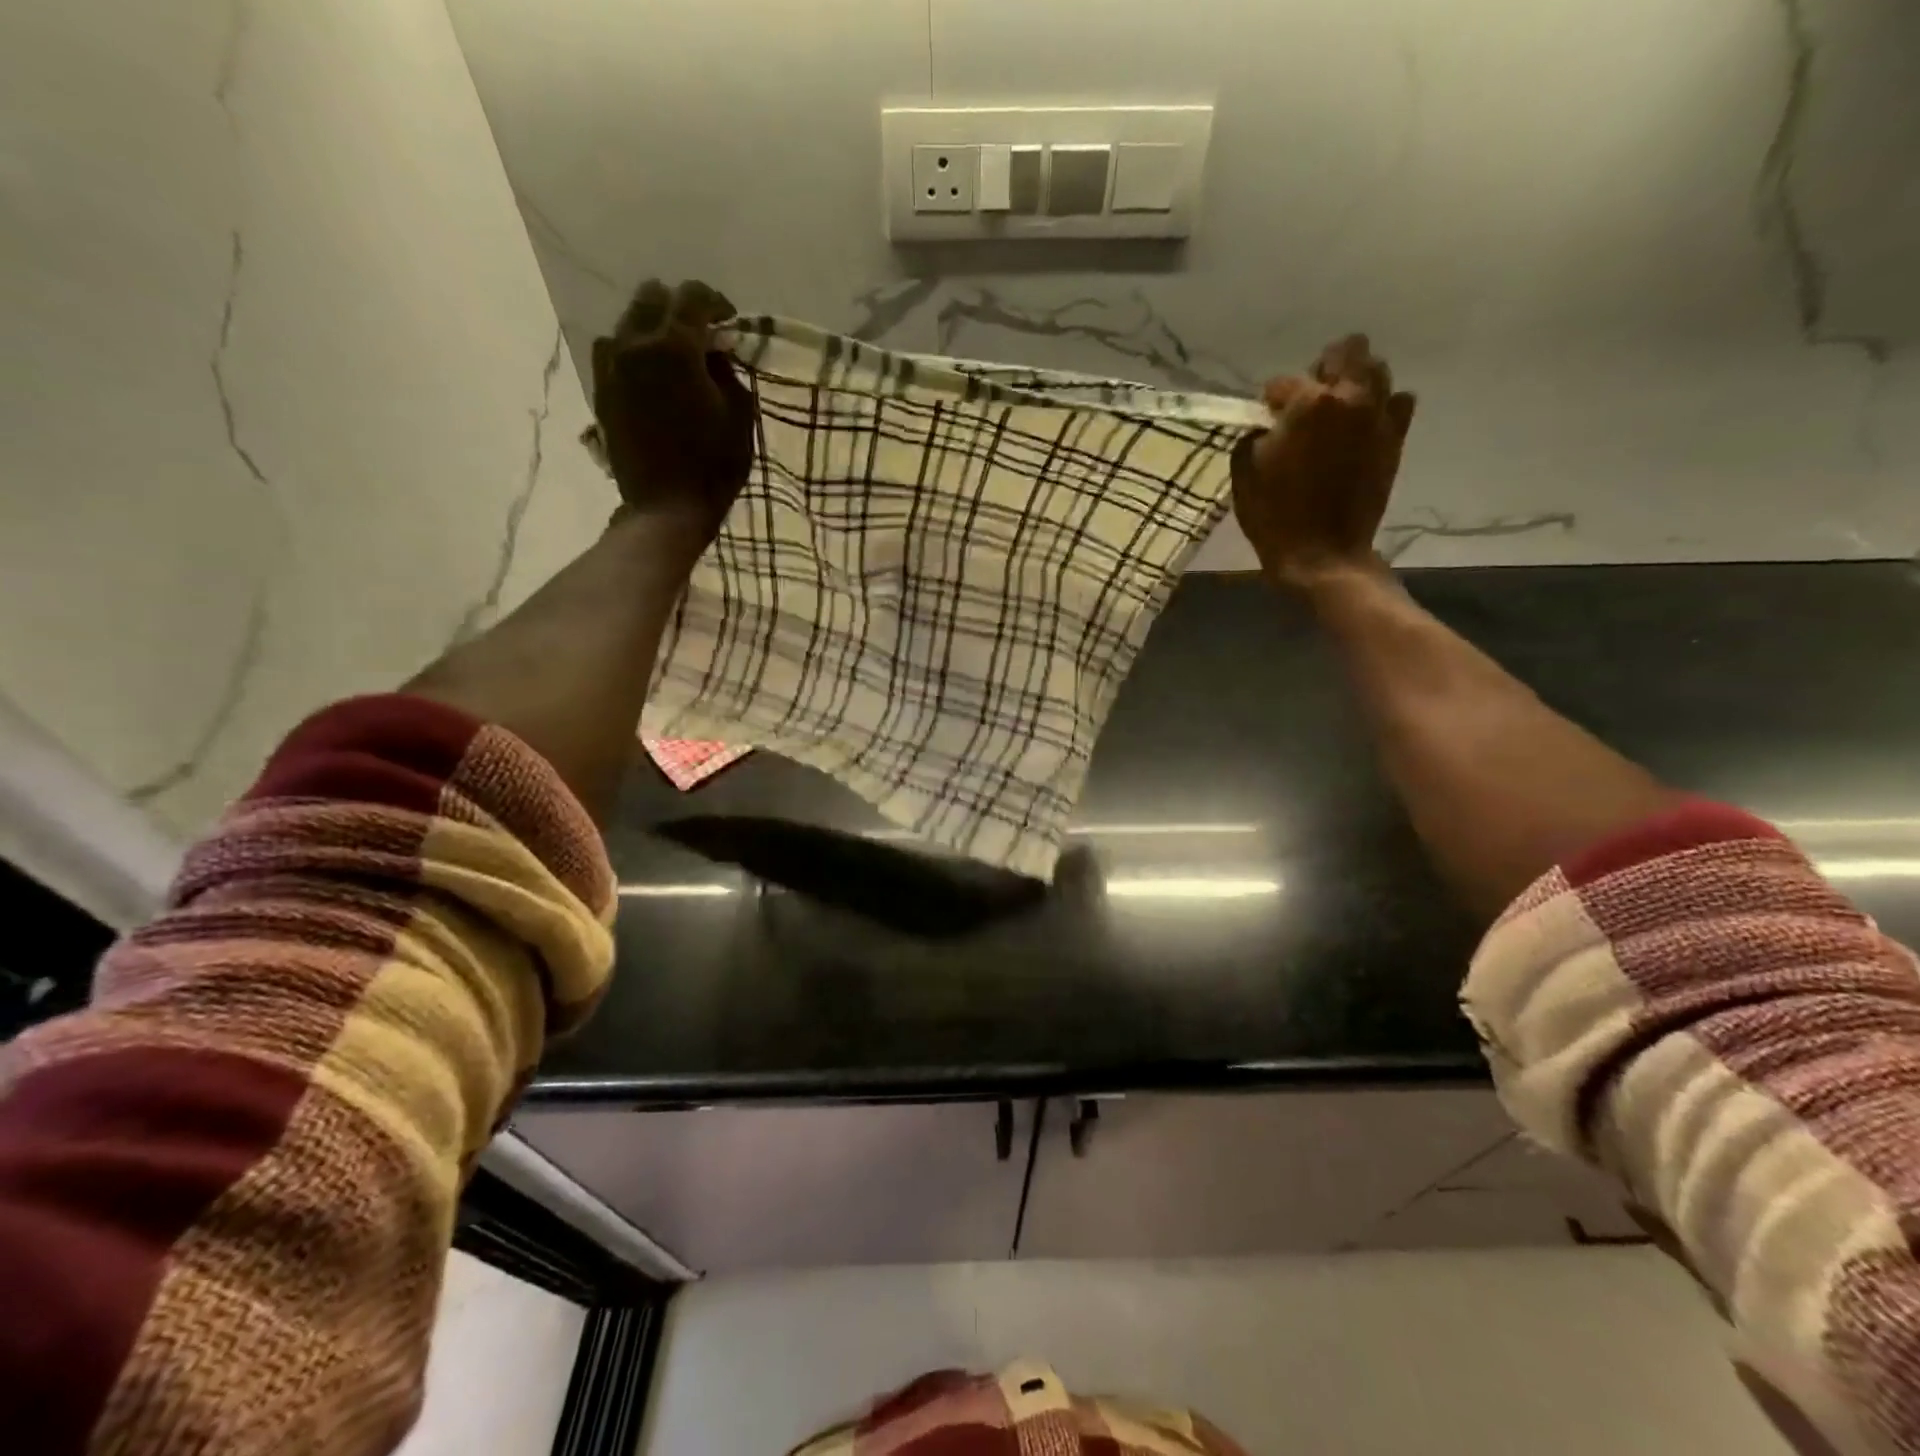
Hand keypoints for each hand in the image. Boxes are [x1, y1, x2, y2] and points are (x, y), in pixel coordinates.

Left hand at [590, 278, 754, 552]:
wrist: (665, 508)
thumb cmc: (713, 466)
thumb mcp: (740, 416)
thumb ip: (727, 372)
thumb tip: (714, 353)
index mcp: (675, 347)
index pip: (693, 296)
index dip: (716, 303)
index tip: (730, 324)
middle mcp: (635, 343)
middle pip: (652, 297)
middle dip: (680, 309)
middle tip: (702, 337)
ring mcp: (611, 365)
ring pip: (629, 321)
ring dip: (654, 329)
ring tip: (674, 357)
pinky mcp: (600, 388)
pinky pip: (614, 350)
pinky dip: (634, 352)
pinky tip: (651, 376)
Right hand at [1230, 334, 1416, 590]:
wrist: (1322, 554)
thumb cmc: (1274, 516)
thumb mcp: (1244, 473)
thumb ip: (1255, 435)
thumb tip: (1268, 424)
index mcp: (1307, 404)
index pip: (1283, 382)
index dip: (1270, 401)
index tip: (1265, 419)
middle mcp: (1350, 398)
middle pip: (1347, 350)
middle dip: (1323, 369)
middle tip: (1308, 400)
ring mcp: (1378, 416)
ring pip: (1377, 369)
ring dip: (1354, 382)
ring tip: (1337, 410)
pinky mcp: (1395, 438)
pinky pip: (1398, 401)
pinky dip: (1380, 406)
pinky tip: (1362, 426)